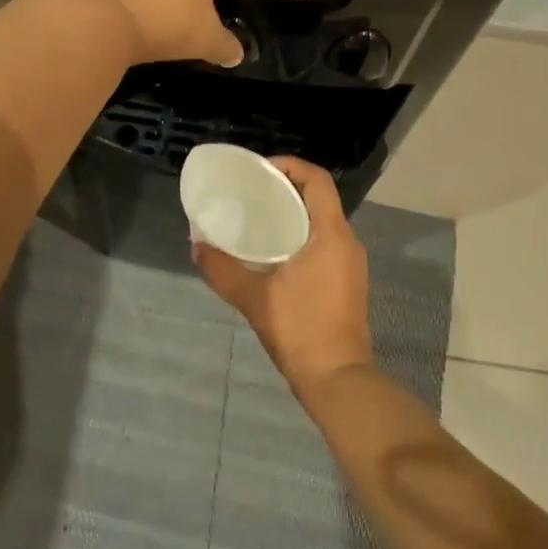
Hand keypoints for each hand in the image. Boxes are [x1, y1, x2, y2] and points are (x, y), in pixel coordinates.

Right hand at [196, 157, 373, 396]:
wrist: (339, 382)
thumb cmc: (302, 330)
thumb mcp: (255, 298)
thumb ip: (223, 269)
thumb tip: (196, 244)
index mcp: (332, 234)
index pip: (317, 180)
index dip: (291, 166)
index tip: (261, 169)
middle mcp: (347, 242)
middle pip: (320, 198)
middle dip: (287, 190)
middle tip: (253, 193)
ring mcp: (351, 264)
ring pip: (323, 223)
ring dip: (294, 215)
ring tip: (259, 220)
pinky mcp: (348, 283)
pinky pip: (325, 243)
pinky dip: (302, 237)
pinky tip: (275, 254)